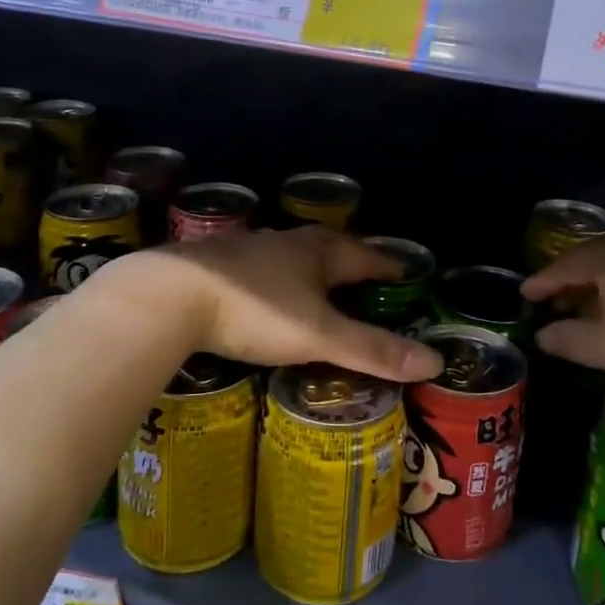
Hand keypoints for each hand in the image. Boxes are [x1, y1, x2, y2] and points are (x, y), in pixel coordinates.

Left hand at [115, 227, 442, 382]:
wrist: (169, 295)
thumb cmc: (255, 309)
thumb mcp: (319, 335)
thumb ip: (372, 350)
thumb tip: (435, 362)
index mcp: (316, 252)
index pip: (364, 254)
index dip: (386, 264)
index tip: (405, 271)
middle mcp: (285, 243)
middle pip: (327, 247)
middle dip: (348, 261)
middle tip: (365, 278)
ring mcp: (246, 250)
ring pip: (289, 255)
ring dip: (309, 268)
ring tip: (319, 286)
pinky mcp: (215, 266)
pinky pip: (258, 269)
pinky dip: (274, 280)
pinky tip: (265, 295)